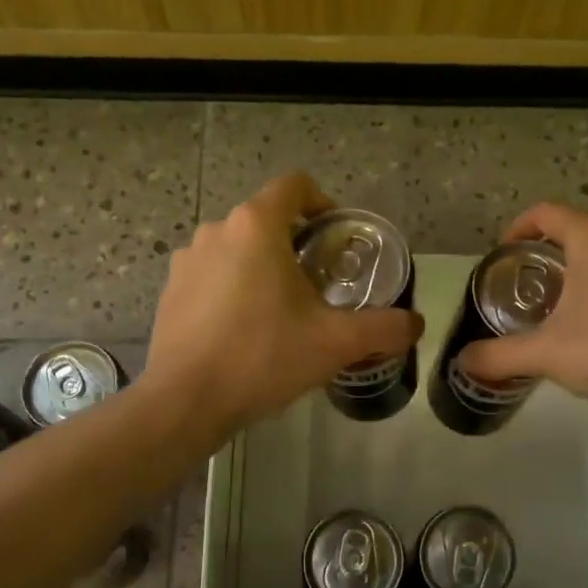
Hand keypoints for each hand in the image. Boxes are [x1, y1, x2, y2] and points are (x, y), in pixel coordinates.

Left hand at [145, 172, 422, 434]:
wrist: (186, 401)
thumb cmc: (263, 357)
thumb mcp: (335, 343)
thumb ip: (384, 328)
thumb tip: (416, 324)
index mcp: (257, 226)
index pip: (295, 186)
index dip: (324, 203)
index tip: (338, 238)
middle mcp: (217, 230)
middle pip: (267, 219)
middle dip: (296, 245)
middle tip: (320, 285)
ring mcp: (187, 259)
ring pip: (238, 248)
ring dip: (263, 268)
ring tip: (281, 312)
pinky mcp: (171, 289)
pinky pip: (212, 275)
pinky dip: (232, 289)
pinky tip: (244, 331)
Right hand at [458, 204, 587, 420]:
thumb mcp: (547, 354)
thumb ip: (499, 355)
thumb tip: (462, 363)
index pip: (545, 213)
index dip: (516, 229)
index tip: (500, 258)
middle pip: (575, 231)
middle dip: (544, 256)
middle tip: (522, 290)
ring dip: (576, 273)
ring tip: (556, 311)